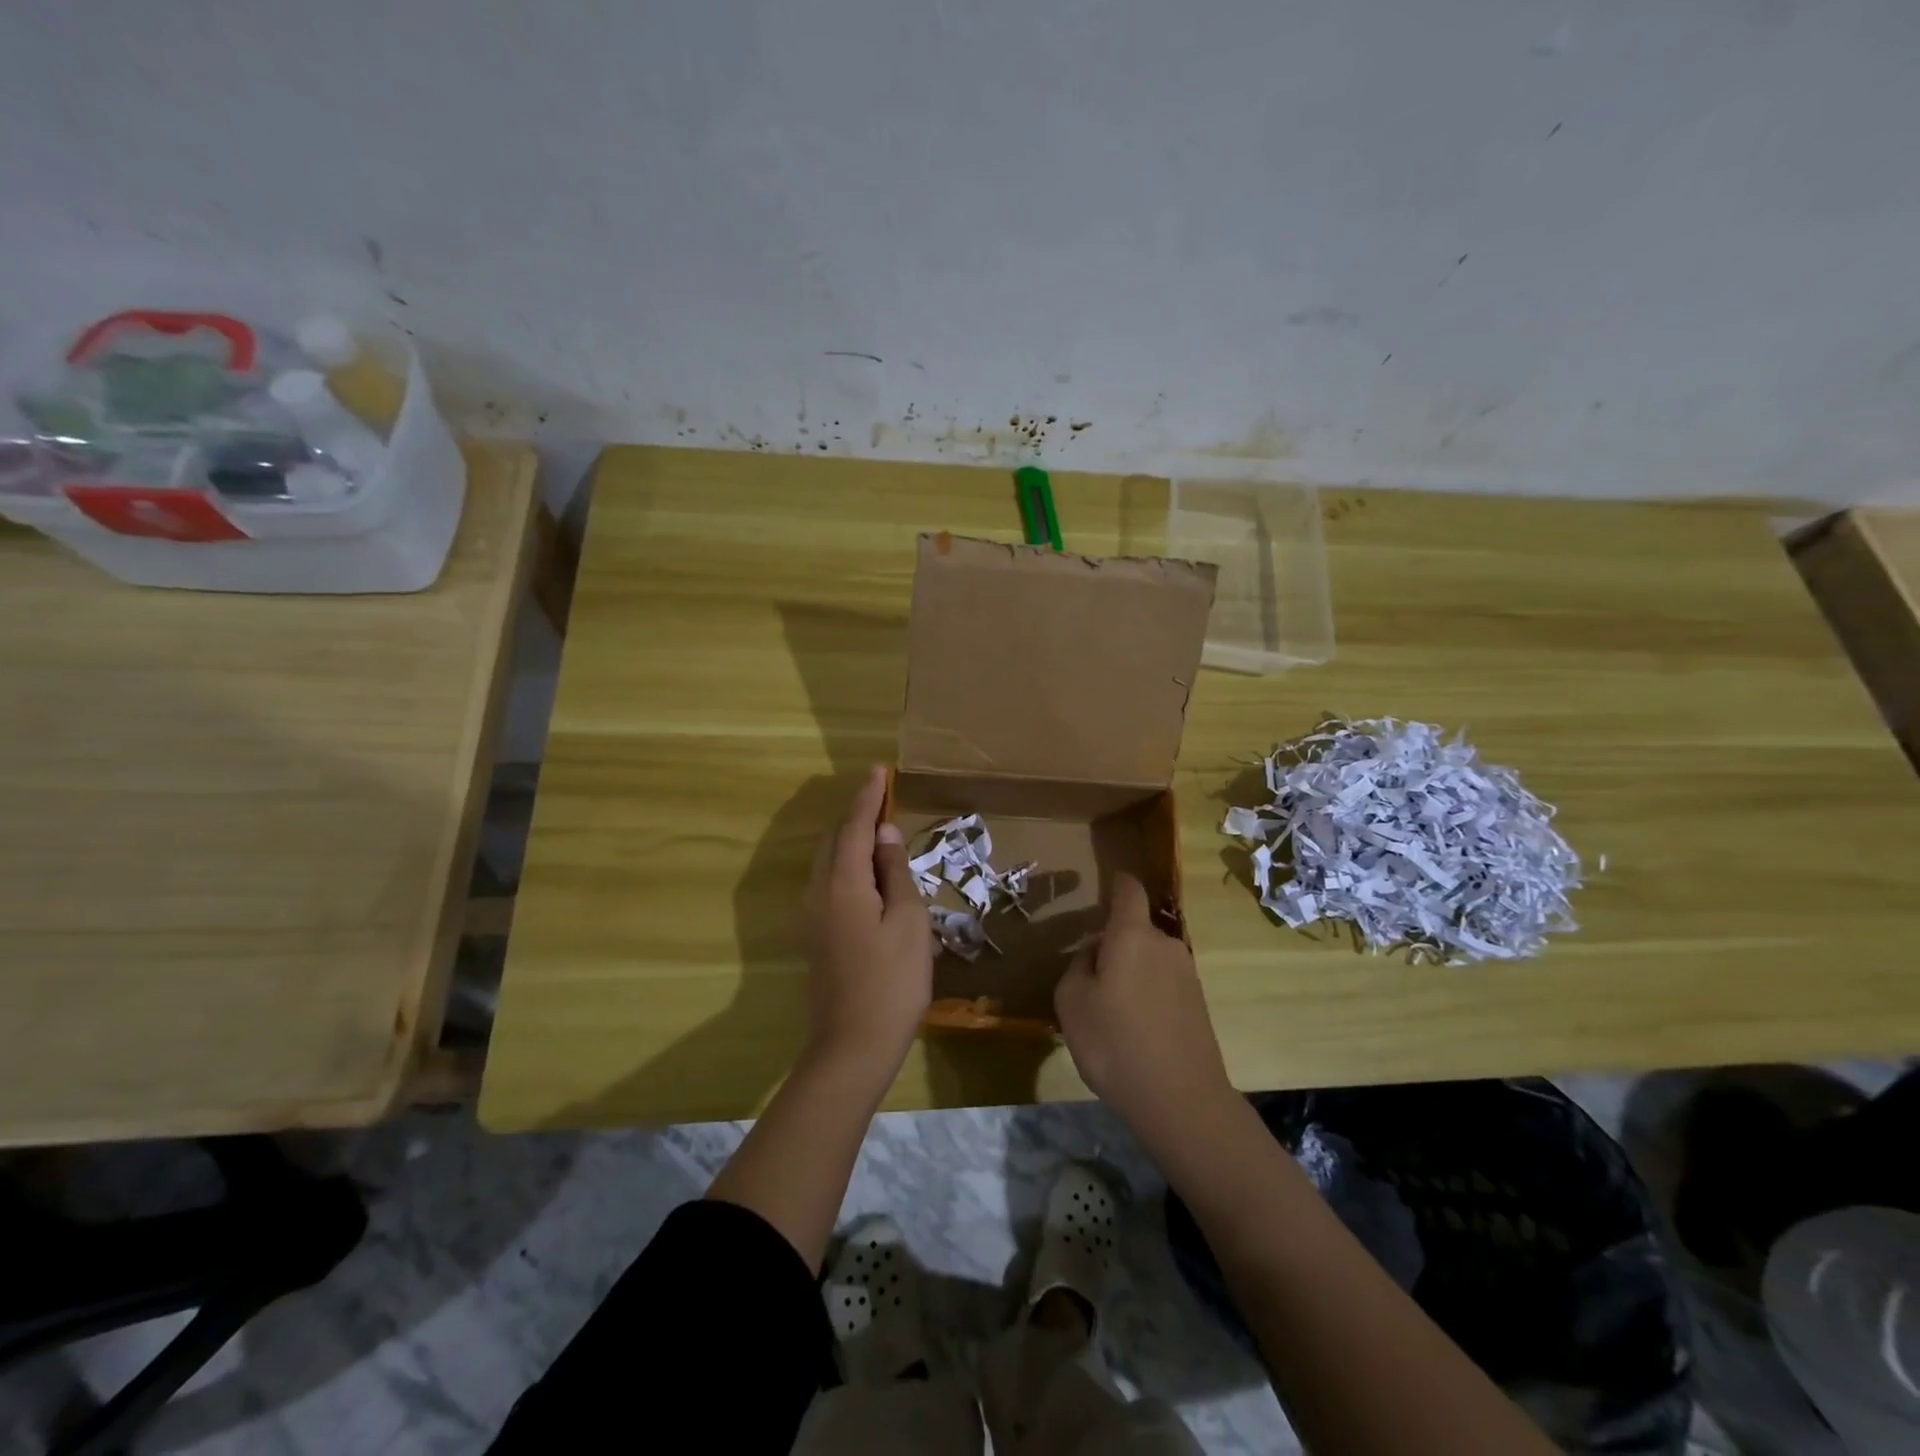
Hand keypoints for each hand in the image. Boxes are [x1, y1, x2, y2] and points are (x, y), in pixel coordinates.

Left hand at [801, 765, 931, 1088]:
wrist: (853, 1046)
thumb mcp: (909, 921)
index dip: (868, 796)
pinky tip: (872, 877)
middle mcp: (818, 892)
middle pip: (834, 840)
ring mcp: (813, 916)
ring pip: (829, 862)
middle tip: (886, 803)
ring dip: (852, 842)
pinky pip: (830, 883)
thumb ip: (896, 872)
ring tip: (883, 836)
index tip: (879, 770)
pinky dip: (849, 866)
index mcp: (842, 883)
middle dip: (857, 816)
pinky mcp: (816, 935)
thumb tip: (885, 834)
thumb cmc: (893, 981)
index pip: (854, 826)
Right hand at [1055, 872, 1235, 1153]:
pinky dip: (1147, 997)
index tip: (1106, 884)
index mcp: (1132, 935)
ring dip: (1130, 974)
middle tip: (1090, 981)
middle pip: (1135, 930)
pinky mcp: (1199, 1005)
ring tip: (1110, 1015)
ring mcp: (1187, 975)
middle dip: (1113, 945)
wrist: (1182, 1101)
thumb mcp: (1071, 1002)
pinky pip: (1163, 985)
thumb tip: (1095, 954)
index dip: (1117, 882)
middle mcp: (1165, 945)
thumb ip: (1078, 965)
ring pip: (1149, 960)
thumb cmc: (1115, 1043)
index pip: (1128, 890)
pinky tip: (1134, 1033)